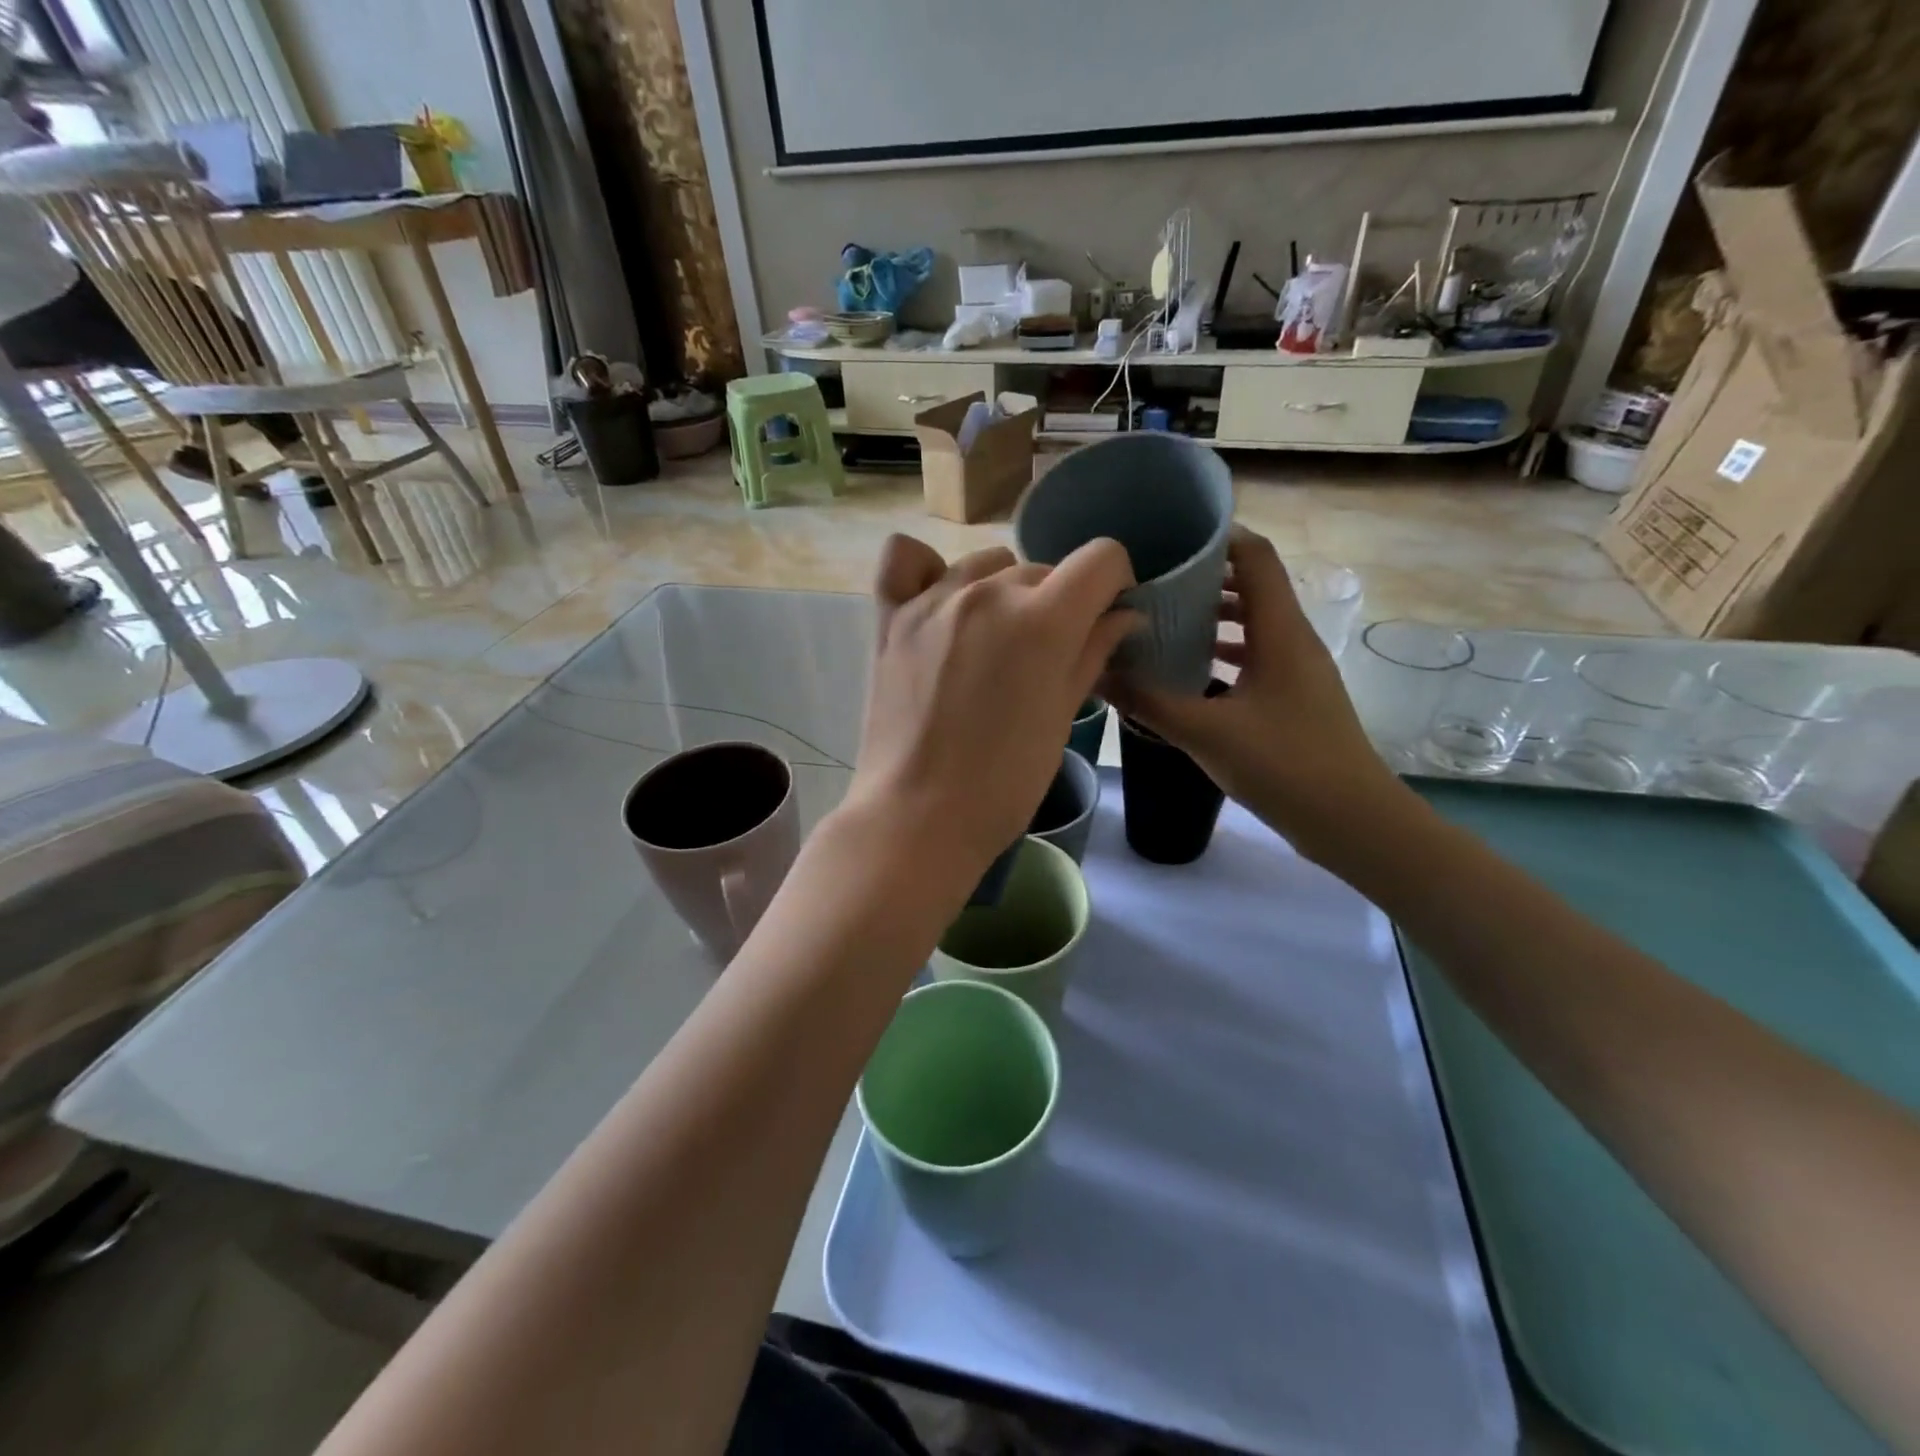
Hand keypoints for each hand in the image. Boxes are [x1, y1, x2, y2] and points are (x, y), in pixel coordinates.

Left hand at [844, 534, 1138, 890]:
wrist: (918, 816)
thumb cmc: (1004, 782)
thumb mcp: (1062, 718)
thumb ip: (1093, 653)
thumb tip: (1124, 616)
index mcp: (1042, 619)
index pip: (1100, 558)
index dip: (1113, 584)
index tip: (1105, 617)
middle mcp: (987, 593)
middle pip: (1042, 570)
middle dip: (1058, 604)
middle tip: (1045, 657)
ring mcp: (933, 600)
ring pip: (986, 565)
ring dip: (1003, 592)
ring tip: (992, 642)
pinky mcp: (890, 616)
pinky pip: (905, 558)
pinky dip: (927, 569)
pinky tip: (939, 600)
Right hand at [1105, 526, 1403, 861]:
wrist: (1350, 819)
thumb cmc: (1283, 765)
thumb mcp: (1205, 732)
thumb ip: (1148, 702)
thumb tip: (1096, 675)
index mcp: (1279, 632)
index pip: (1254, 556)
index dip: (1216, 538)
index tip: (1169, 539)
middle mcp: (1293, 639)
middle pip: (1252, 585)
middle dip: (1203, 579)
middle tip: (1153, 583)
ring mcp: (1298, 669)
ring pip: (1254, 623)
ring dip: (1214, 617)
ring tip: (1164, 622)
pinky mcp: (1295, 696)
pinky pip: (1258, 655)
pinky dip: (1225, 652)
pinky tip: (1191, 671)